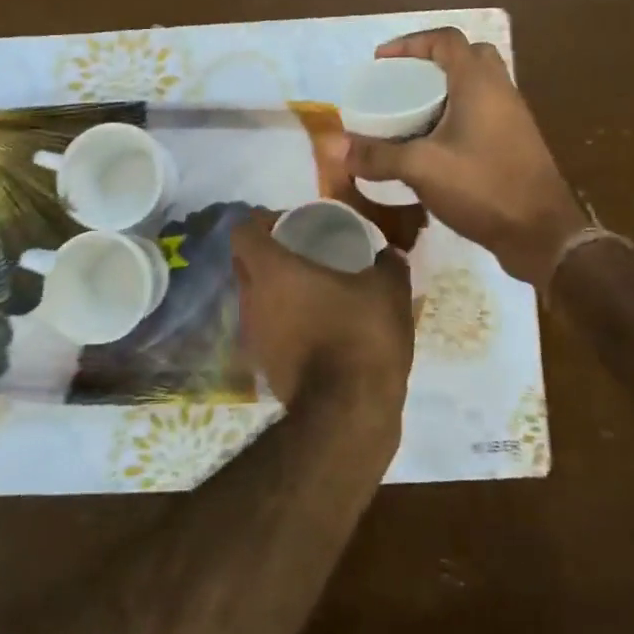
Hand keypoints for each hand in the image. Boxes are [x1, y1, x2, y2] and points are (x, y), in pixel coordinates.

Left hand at [231, 210, 413, 424]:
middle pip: (243, 264)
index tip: (288, 222)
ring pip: (254, 299)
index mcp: (272, 270)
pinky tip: (315, 326)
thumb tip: (390, 251)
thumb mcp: (388, 290)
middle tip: (302, 251)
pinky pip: (266, 330)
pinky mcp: (264, 367)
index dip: (260, 221)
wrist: (348, 413)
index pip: (243, 231)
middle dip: (266, 253)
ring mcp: (254, 336)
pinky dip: (283, 322)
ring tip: (311, 290)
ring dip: (274, 290)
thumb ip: (389, 263)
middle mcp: (252, 298)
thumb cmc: (361, 336)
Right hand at [345, 27, 588, 287]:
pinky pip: (485, 110)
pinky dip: (459, 113)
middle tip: (403, 82)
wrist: (541, 232)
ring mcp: (513, 116)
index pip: (446, 40)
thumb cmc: (482, 186)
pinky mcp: (516, 141)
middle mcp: (500, 90)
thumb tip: (335, 148)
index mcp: (479, 82)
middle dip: (431, 62)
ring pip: (478, 85)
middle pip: (467, 56)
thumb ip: (377, 156)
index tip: (381, 61)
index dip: (411, 43)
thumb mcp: (421, 169)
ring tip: (413, 111)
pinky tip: (436, 143)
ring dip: (447, 89)